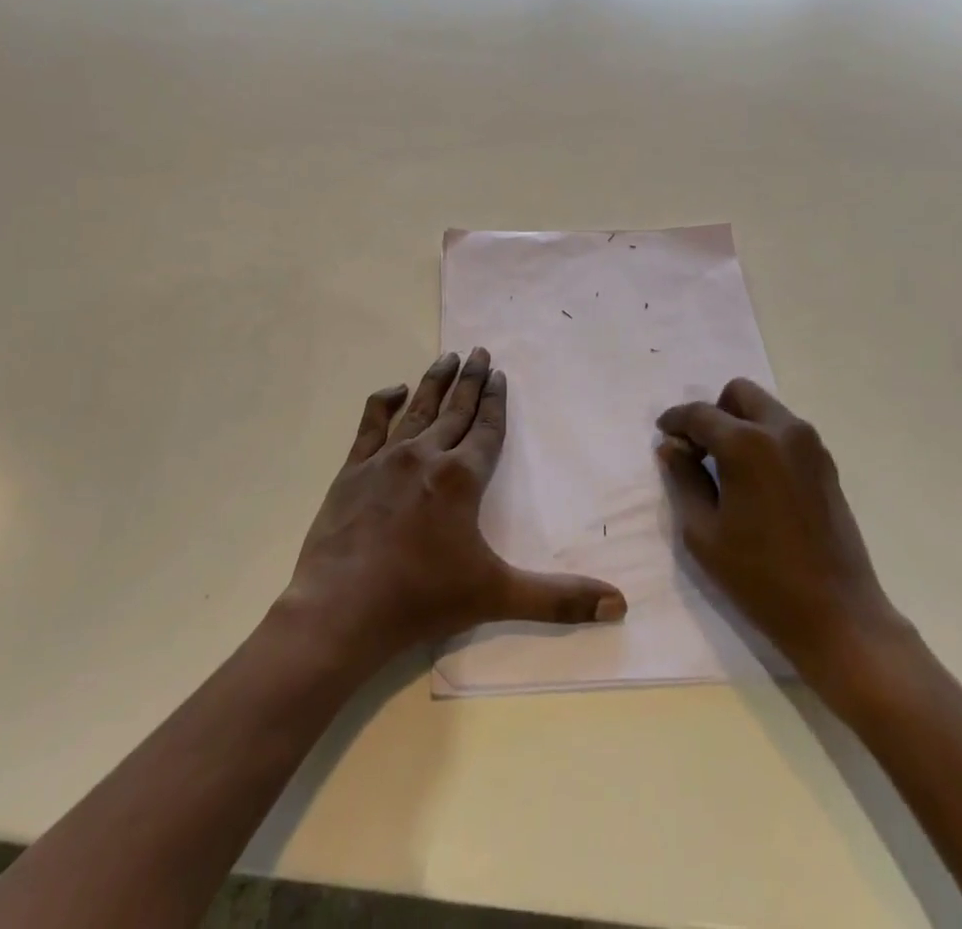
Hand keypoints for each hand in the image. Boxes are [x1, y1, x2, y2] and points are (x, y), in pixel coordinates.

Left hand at [284, 348, 626, 669]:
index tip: (499, 374)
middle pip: (456, 409)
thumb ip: (558, 598)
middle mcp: (426, 456)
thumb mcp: (497, 596)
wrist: (341, 608)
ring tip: (447, 357)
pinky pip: (370, 425)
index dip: (495, 401)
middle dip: (471, 380)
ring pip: (418, 409)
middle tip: (479, 351)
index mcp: (461, 477)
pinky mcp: (352, 471)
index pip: (486, 428)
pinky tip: (395, 389)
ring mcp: (386, 460)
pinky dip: (384, 403)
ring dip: (435, 382)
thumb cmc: (422, 598)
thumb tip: (619, 604)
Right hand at [656, 379, 899, 676]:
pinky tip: (755, 481)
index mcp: (747, 445)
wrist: (837, 616)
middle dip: (714, 413)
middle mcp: (782, 431)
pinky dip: (764, 440)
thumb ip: (684, 479)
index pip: (700, 414)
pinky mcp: (827, 465)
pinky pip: (786, 432)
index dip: (675, 420)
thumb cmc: (760, 578)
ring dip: (740, 424)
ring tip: (726, 468)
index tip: (663, 435)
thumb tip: (672, 447)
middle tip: (699, 450)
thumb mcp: (703, 532)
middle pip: (739, 394)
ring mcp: (810, 446)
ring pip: (765, 410)